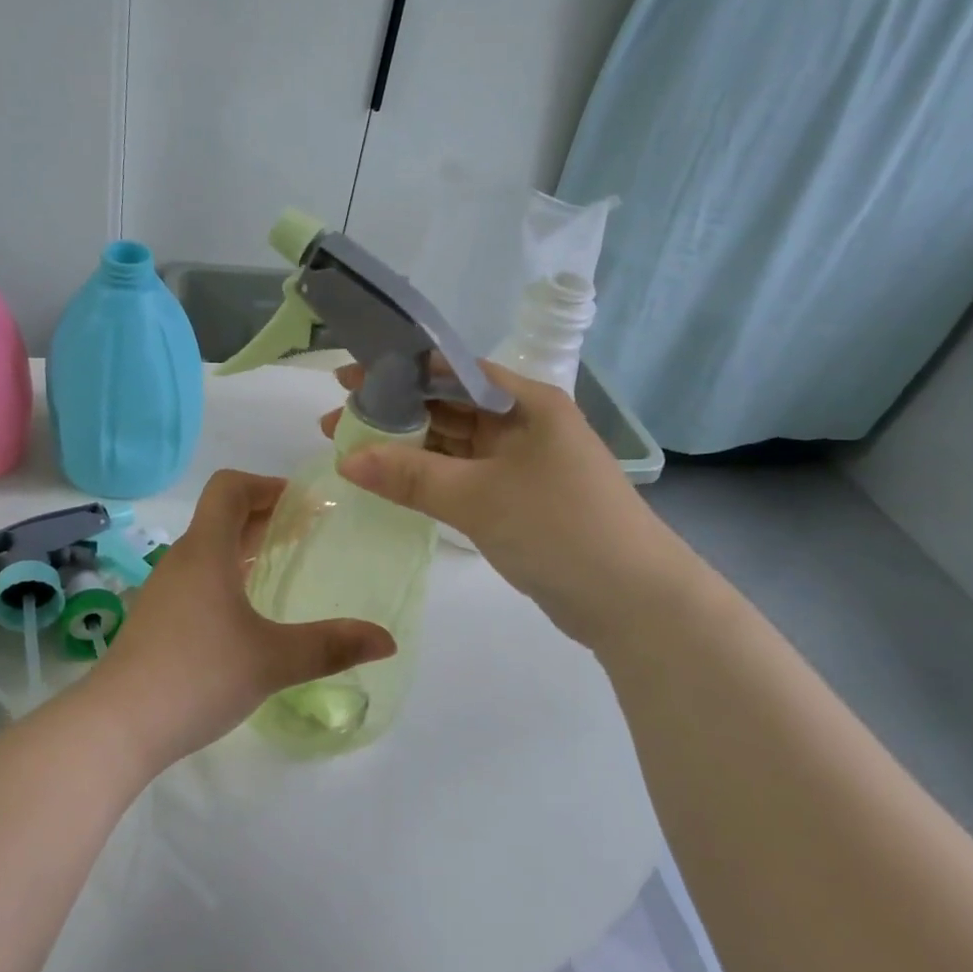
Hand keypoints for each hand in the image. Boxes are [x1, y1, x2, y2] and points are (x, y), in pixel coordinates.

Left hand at [89, 469, 395, 769]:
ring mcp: (165, 590)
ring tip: (285, 564)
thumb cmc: (198, 676)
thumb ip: (331, 646)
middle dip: (267, 516)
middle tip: (310, 532)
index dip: (267, 485)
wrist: (118, 725)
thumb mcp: (272, 660)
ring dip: (247, 546)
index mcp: (206, 551)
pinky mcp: (158, 620)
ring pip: (210, 549)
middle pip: (222, 516)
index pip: (230, 488)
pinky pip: (199, 578)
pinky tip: (249, 611)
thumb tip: (387, 641)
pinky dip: (229, 575)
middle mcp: (182, 560)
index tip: (305, 504)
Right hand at [321, 362, 685, 648]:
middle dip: (394, 411)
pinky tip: (391, 478)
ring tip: (352, 450)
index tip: (350, 379)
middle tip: (338, 420)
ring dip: (407, 445)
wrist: (633, 602)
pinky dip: (428, 475)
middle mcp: (523, 423)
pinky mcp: (516, 497)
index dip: (399, 370)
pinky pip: (461, 474)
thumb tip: (345, 459)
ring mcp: (521, 462)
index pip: (452, 370)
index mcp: (526, 402)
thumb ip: (409, 475)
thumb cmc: (559, 528)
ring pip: (452, 442)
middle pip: (448, 405)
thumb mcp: (478, 497)